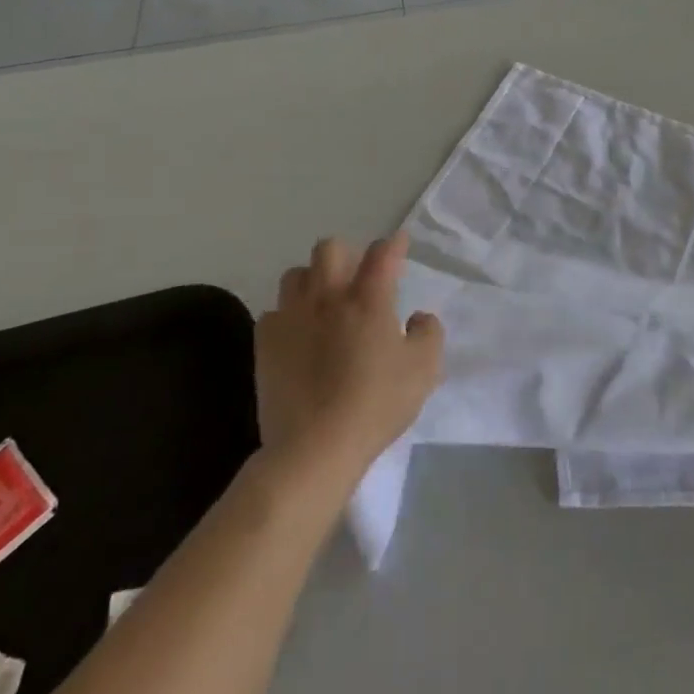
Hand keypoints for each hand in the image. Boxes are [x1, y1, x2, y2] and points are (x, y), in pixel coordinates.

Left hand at [257, 233, 443, 486]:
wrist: (313, 448)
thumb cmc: (375, 405)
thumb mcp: (424, 370)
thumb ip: (428, 333)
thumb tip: (418, 317)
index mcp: (368, 299)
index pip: (382, 254)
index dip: (393, 245)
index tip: (398, 244)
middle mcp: (327, 297)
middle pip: (329, 249)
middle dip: (346, 255)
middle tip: (357, 278)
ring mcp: (291, 318)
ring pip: (295, 275)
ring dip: (313, 281)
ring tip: (324, 304)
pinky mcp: (265, 343)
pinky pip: (274, 312)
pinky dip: (288, 317)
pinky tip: (298, 337)